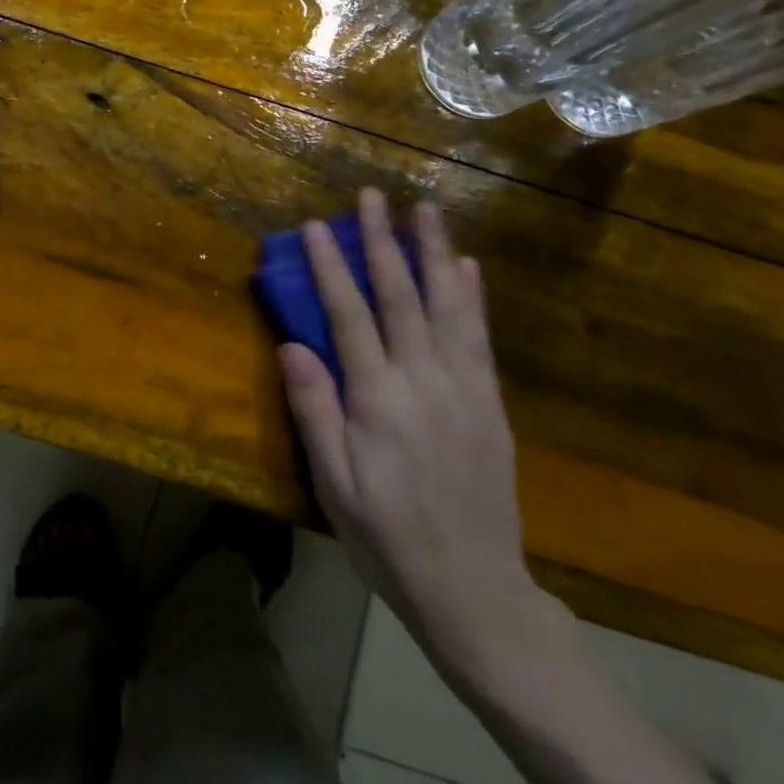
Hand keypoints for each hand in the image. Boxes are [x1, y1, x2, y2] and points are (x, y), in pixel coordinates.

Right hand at [280, 188, 546, 672]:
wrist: (474, 588)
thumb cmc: (387, 535)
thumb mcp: (334, 483)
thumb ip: (315, 410)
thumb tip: (293, 345)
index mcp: (378, 399)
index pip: (349, 316)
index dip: (331, 268)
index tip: (316, 226)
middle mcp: (424, 380)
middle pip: (401, 296)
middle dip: (382, 241)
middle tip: (374, 195)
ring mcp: (464, 387)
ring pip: (447, 304)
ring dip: (434, 251)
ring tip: (427, 208)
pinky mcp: (490, 402)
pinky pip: (480, 336)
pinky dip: (473, 296)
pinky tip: (467, 266)